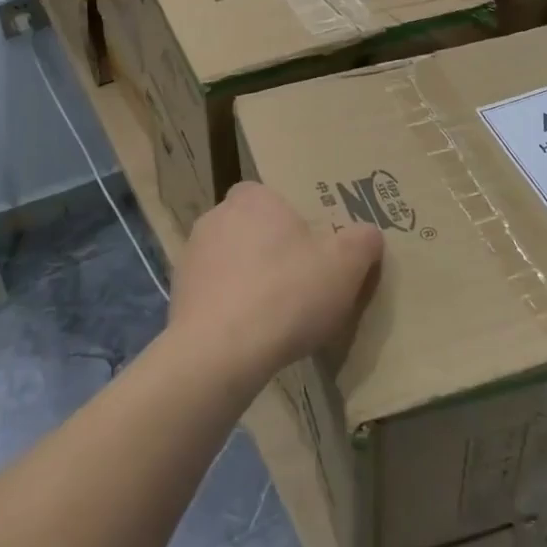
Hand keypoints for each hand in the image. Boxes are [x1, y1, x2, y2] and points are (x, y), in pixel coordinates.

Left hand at [171, 182, 382, 389]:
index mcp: (252, 198)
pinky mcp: (178, 296)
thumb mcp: (345, 266)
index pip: (269, 195)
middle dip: (270, 250)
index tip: (310, 247)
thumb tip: (368, 234)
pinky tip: (250, 335)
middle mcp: (215, 217)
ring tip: (276, 315)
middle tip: (299, 281)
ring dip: (248, 280)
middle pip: (250, 228)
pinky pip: (213, 294)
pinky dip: (230, 308)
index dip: (290, 219)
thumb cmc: (287, 293)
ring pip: (230, 261)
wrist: (220, 352)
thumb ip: (362, 242)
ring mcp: (191, 257)